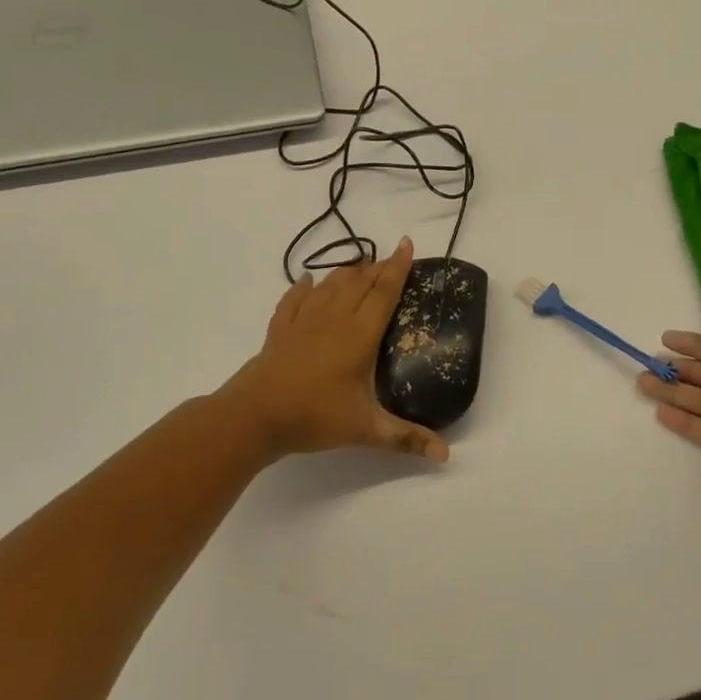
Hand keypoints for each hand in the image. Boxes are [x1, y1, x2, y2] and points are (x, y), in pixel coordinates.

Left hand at [221, 238, 449, 463]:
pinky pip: (294, 299)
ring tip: (360, 265)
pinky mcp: (281, 329)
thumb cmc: (314, 416)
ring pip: (330, 285)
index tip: (407, 243)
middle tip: (391, 257)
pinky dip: (304, 286)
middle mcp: (334, 318)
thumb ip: (406, 438)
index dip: (398, 267)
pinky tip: (308, 280)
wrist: (254, 415)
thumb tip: (445, 456)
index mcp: (359, 334)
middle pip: (359, 282)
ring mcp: (304, 320)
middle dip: (377, 266)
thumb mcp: (366, 429)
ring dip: (348, 272)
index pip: (384, 292)